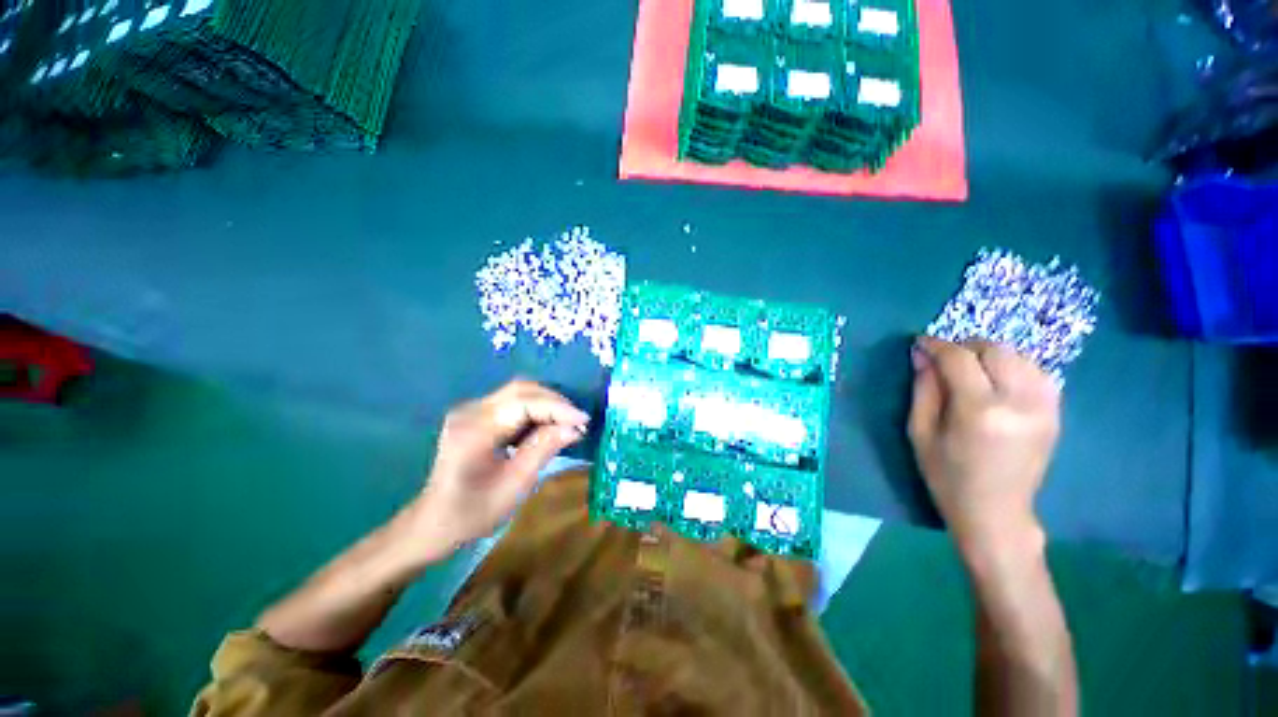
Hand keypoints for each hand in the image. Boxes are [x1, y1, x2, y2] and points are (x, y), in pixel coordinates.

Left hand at [407, 380, 588, 555]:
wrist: (433, 524)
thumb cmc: (473, 513)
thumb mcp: (514, 485)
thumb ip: (544, 449)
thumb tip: (575, 428)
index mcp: (474, 430)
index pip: (523, 403)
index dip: (558, 408)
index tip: (584, 420)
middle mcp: (470, 410)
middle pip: (521, 390)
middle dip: (555, 402)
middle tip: (578, 420)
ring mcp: (471, 410)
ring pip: (518, 392)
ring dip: (547, 404)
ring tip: (567, 422)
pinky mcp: (476, 415)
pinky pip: (513, 403)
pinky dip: (535, 410)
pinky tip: (547, 425)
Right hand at [908, 337, 1060, 561]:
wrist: (996, 512)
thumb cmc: (947, 475)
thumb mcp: (920, 432)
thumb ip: (923, 389)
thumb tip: (921, 354)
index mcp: (978, 411)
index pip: (959, 358)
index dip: (937, 345)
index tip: (920, 343)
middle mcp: (1018, 403)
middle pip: (994, 350)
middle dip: (964, 346)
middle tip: (944, 359)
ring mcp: (1044, 408)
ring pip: (1019, 357)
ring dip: (989, 355)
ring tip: (970, 369)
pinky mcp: (1055, 413)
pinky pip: (1037, 372)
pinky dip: (1013, 367)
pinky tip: (997, 381)